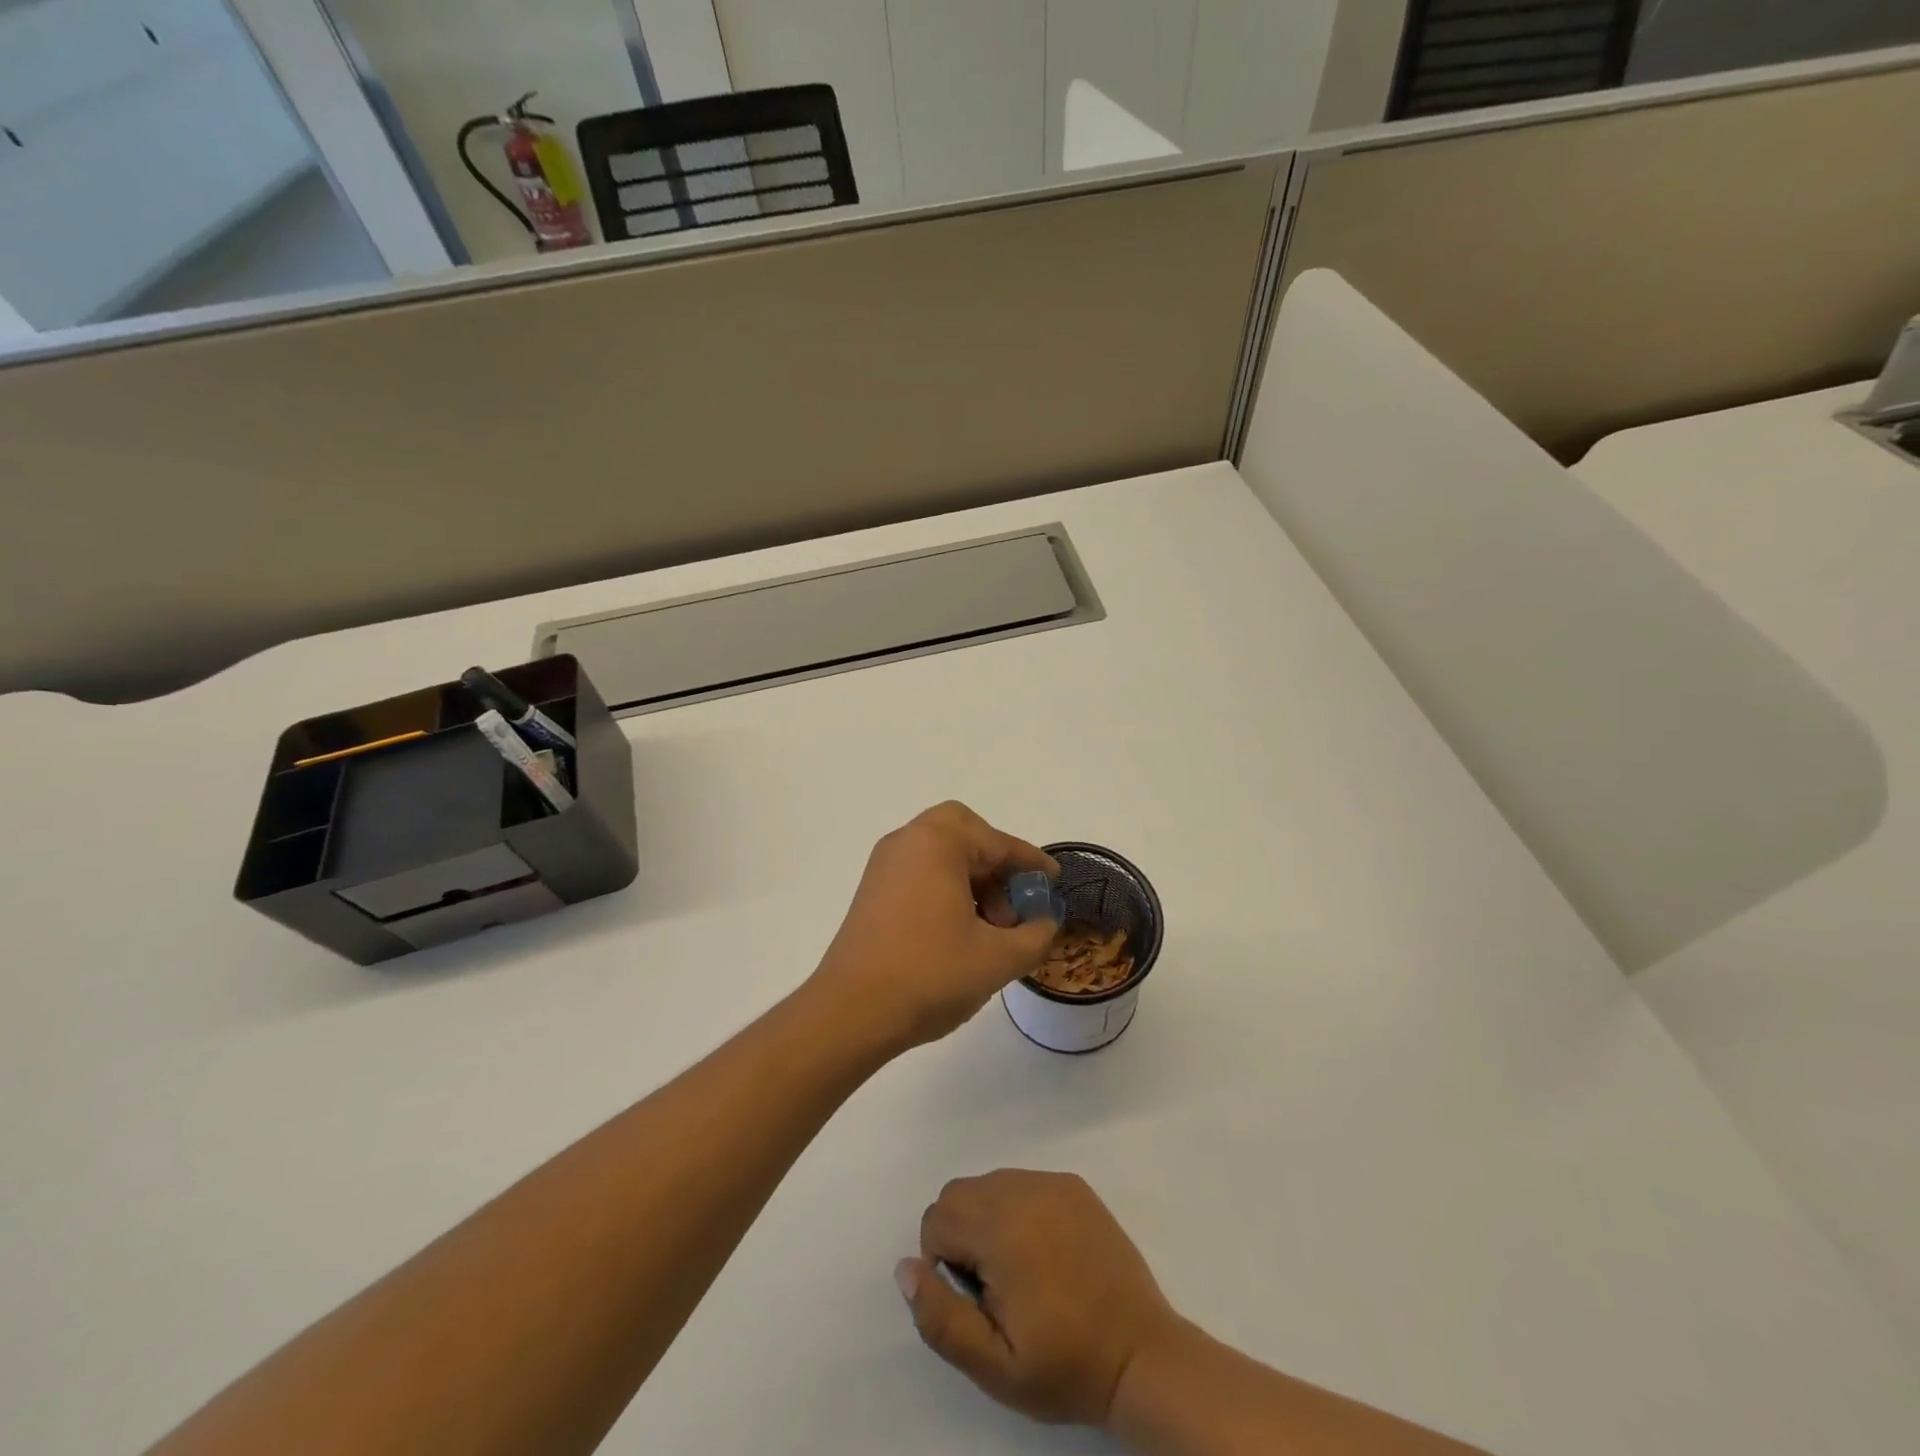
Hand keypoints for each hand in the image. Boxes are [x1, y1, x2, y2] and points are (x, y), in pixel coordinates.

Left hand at [810, 802, 1058, 1052]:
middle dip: (995, 863)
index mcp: (938, 842)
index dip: (1030, 862)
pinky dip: (947, 890)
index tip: (1053, 881)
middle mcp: (907, 841)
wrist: (851, 1012)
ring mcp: (884, 866)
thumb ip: (1034, 935)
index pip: (997, 842)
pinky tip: (960, 934)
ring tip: (991, 930)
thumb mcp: (998, 958)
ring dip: (973, 881)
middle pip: (963, 834)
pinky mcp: (872, 892)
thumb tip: (1043, 922)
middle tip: (1012, 902)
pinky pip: (920, 874)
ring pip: (941, 856)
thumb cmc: (930, 974)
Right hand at [897, 1170, 1180, 1428]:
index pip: (936, 1218)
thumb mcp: (993, 1365)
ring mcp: (1051, 1182)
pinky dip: (1017, 1208)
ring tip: (1019, 1270)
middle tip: (992, 1286)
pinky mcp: (1074, 1185)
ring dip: (987, 1219)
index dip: (942, 1262)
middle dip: (959, 1234)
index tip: (975, 1298)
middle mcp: (1022, 1189)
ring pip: (989, 1183)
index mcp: (999, 1228)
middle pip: (958, 1193)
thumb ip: (940, 1317)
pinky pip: (1023, 1182)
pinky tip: (1044, 1251)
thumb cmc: (1065, 1365)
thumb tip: (906, 1267)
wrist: (1141, 1354)